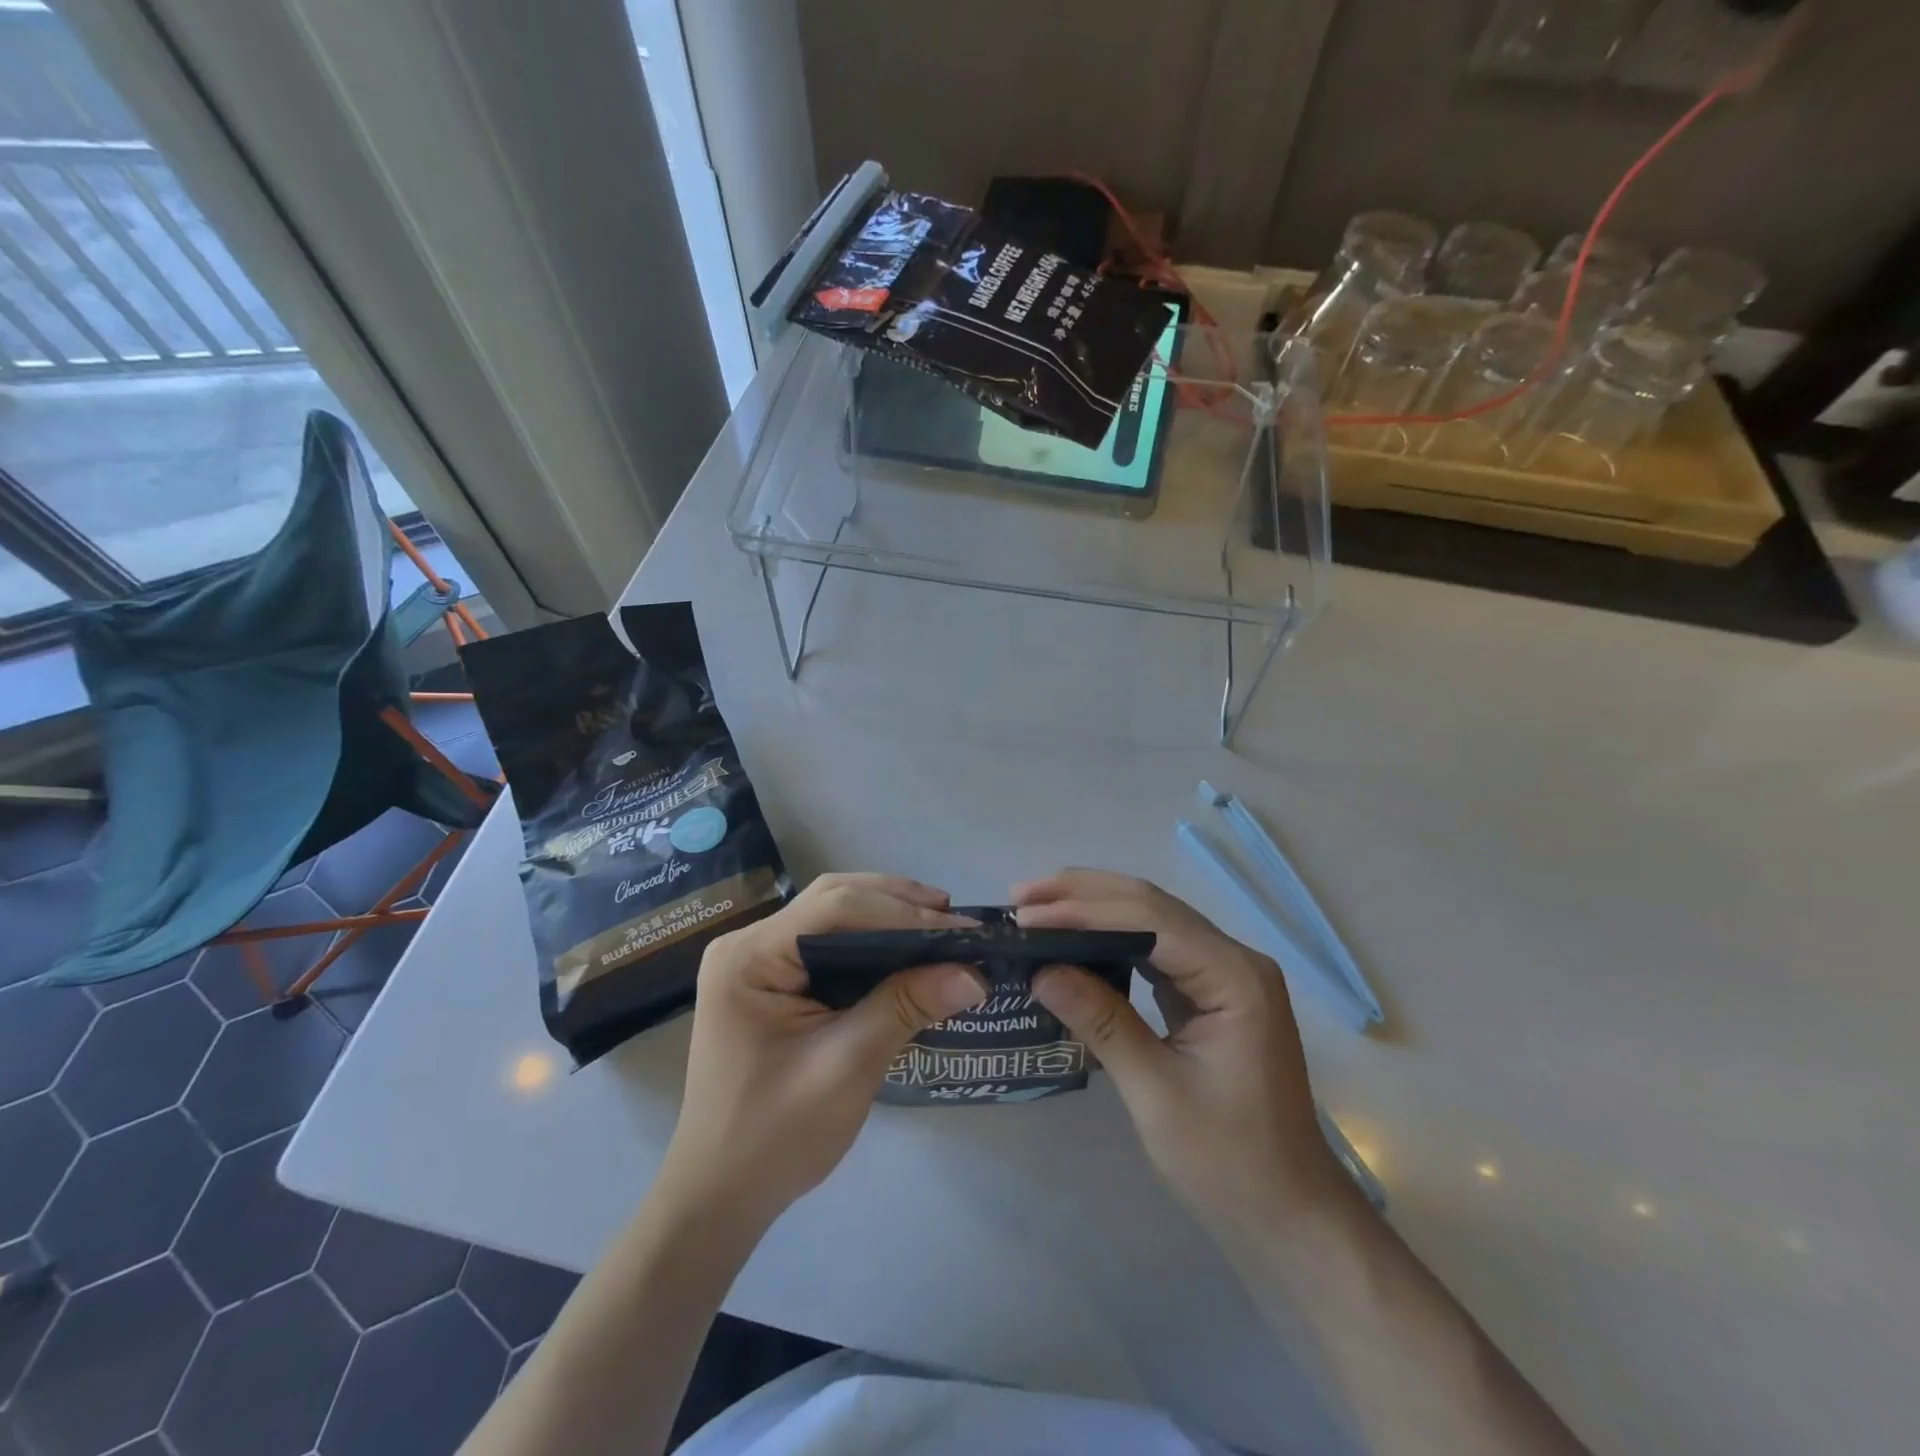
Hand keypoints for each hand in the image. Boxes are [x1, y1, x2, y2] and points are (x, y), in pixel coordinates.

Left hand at [657, 874, 985, 1228]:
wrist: (720, 1196)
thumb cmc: (774, 1137)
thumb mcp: (846, 1068)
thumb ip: (905, 1008)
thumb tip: (974, 973)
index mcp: (749, 957)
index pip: (834, 907)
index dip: (901, 912)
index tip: (961, 929)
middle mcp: (748, 943)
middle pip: (833, 900)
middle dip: (898, 905)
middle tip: (956, 921)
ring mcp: (758, 959)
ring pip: (833, 913)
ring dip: (888, 916)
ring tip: (941, 928)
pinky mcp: (772, 979)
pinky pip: (829, 942)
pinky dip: (872, 941)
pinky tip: (906, 950)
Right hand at [1016, 869, 1339, 1232]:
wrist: (1287, 1214)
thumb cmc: (1228, 1161)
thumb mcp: (1156, 1092)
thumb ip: (1100, 1022)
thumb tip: (1040, 970)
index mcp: (1235, 976)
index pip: (1149, 920)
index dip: (1083, 910)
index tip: (1026, 915)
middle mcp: (1234, 959)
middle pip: (1151, 906)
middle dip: (1084, 895)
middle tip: (1022, 896)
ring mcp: (1225, 973)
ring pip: (1151, 921)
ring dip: (1095, 910)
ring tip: (1039, 908)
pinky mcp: (1210, 992)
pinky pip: (1156, 949)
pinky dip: (1112, 939)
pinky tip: (1078, 940)